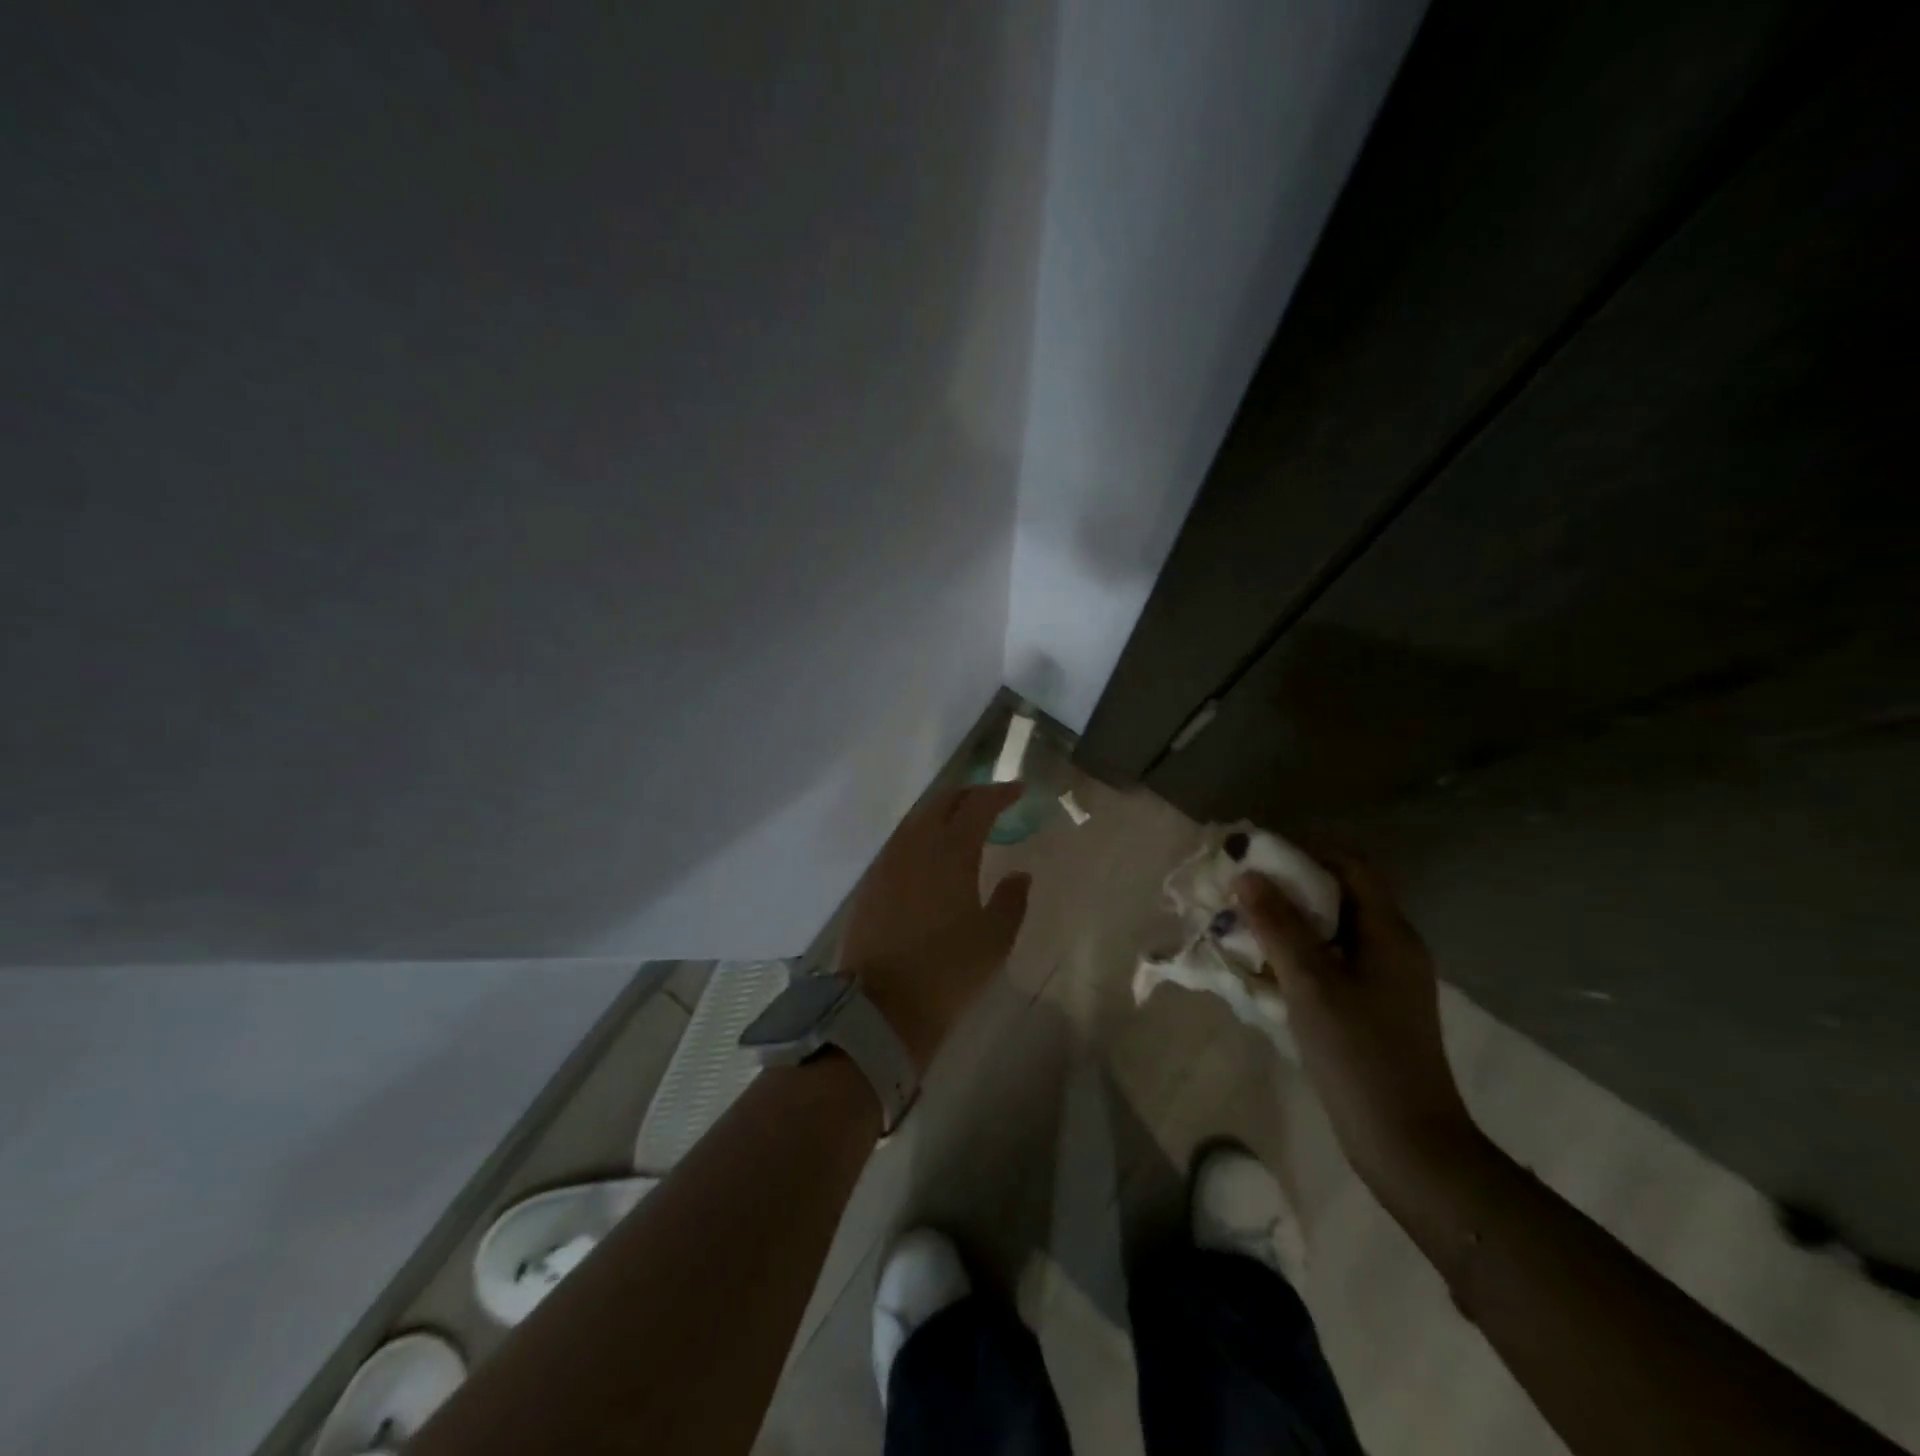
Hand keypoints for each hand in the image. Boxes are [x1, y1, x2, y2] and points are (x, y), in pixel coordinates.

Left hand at [838, 782, 1031, 1070]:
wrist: (881, 1007)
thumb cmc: (947, 972)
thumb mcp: (994, 940)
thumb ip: (1011, 900)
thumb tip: (1020, 874)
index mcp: (951, 851)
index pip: (978, 805)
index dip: (1000, 793)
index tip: (1018, 791)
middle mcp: (916, 845)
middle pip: (942, 802)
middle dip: (970, 795)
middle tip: (992, 802)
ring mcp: (888, 862)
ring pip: (917, 819)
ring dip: (942, 812)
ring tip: (962, 823)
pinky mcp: (870, 882)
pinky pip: (900, 841)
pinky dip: (921, 834)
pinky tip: (930, 853)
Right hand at [1236, 856, 1477, 1189]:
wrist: (1409, 1144)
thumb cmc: (1360, 1054)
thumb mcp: (1311, 983)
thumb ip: (1278, 925)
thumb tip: (1247, 875)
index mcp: (1389, 932)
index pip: (1350, 866)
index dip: (1304, 855)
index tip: (1257, 862)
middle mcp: (1393, 947)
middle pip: (1340, 897)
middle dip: (1289, 891)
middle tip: (1242, 897)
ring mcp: (1386, 980)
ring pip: (1333, 932)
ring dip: (1290, 925)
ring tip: (1245, 931)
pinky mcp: (1375, 1007)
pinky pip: (1334, 963)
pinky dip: (1300, 956)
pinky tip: (1268, 972)